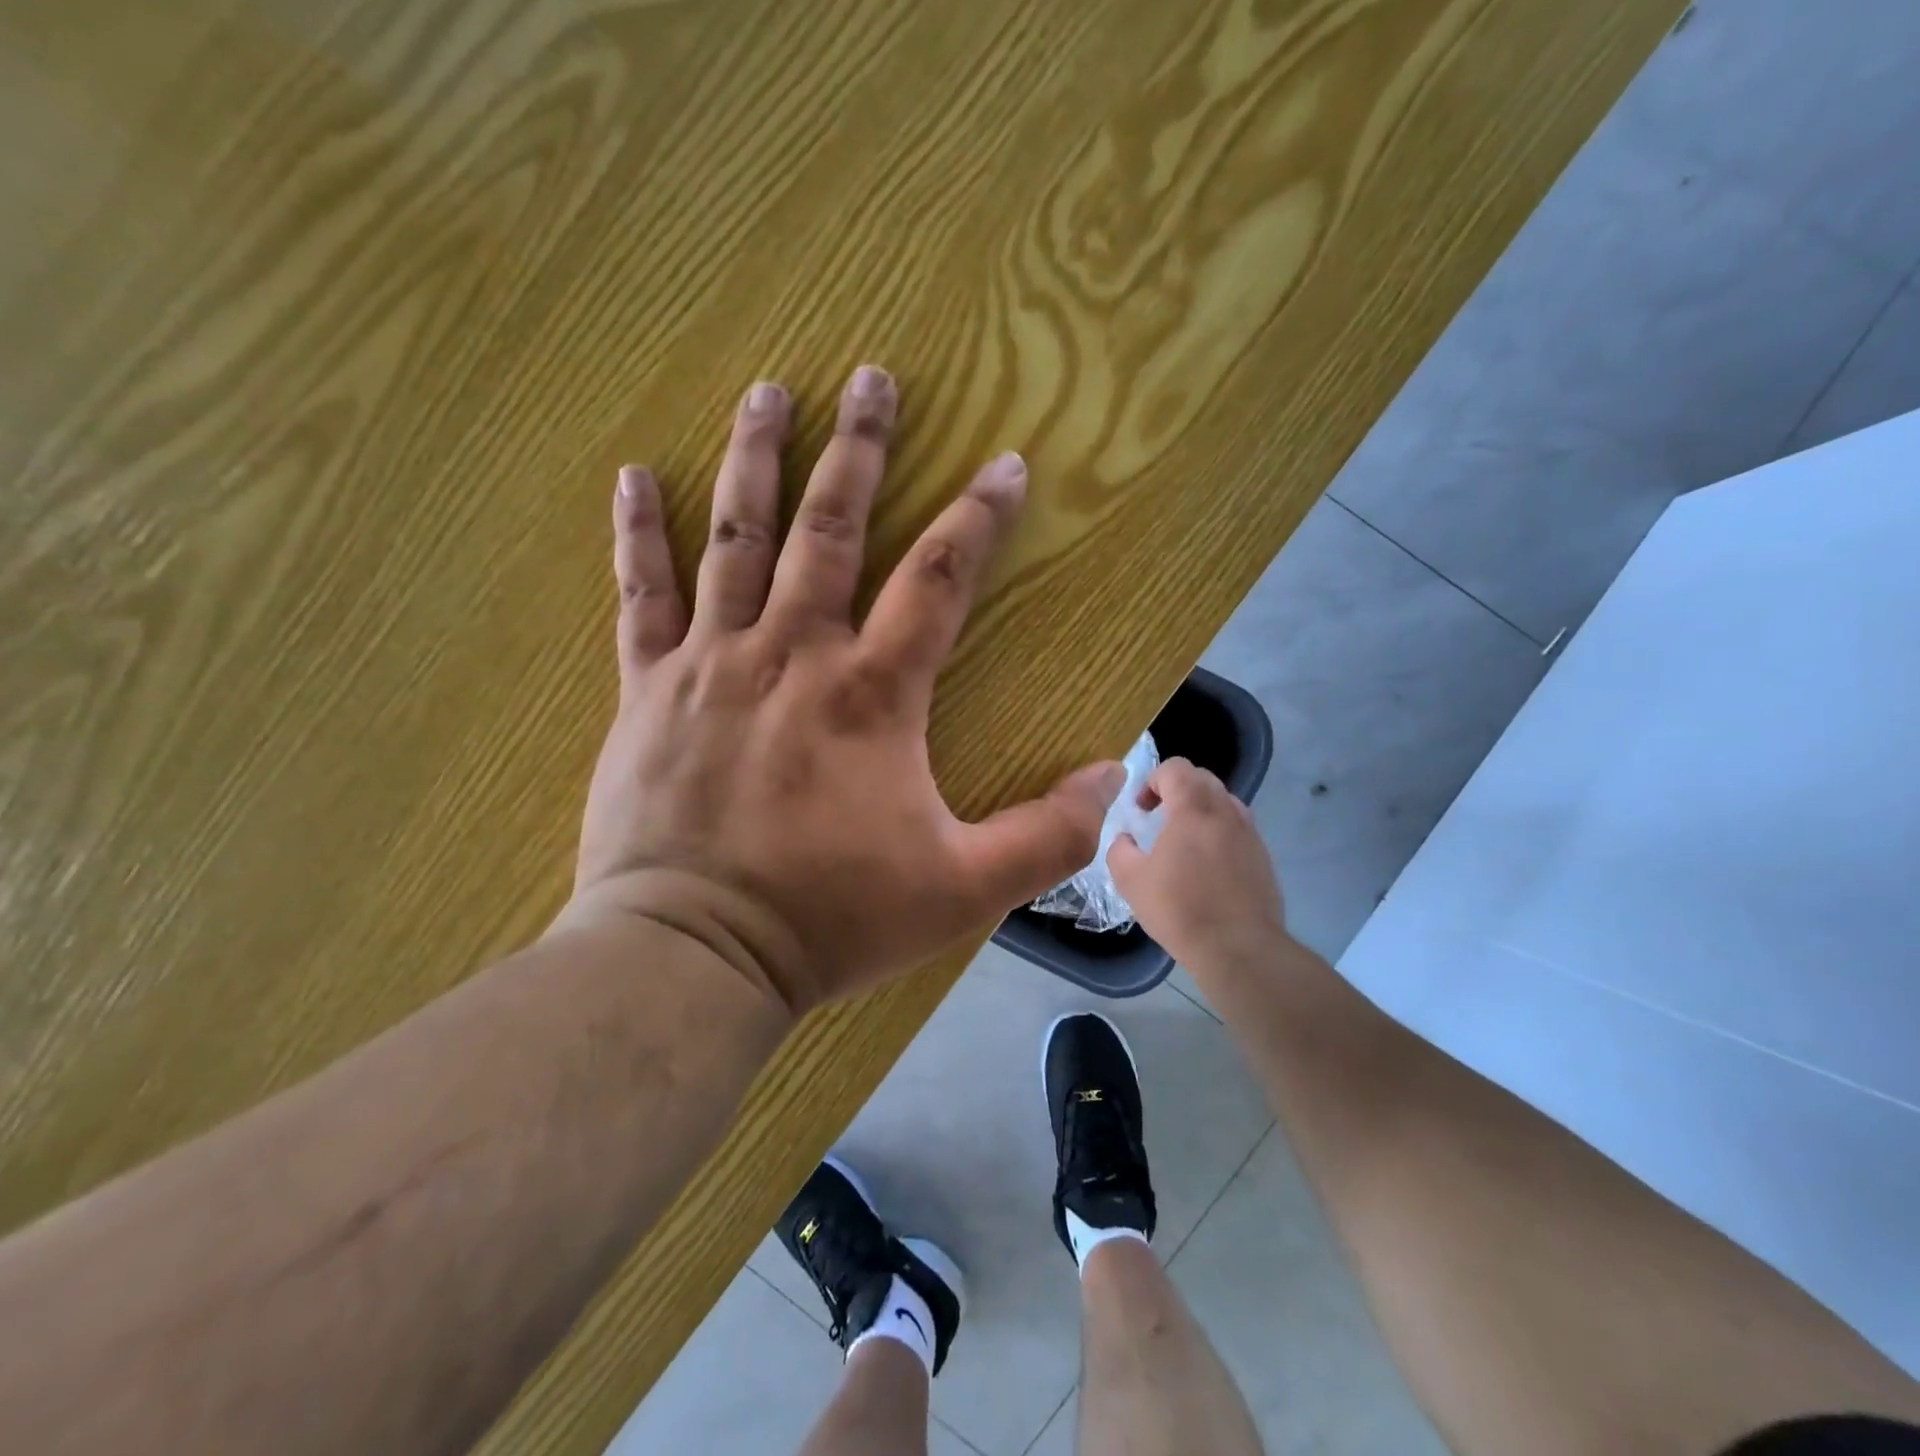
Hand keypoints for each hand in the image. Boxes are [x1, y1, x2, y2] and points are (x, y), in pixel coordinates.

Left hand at [563, 365, 1124, 1013]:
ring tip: (768, 390)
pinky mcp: (649, 688)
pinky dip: (638, 532)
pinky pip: (640, 594)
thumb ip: (1047, 835)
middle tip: (872, 376)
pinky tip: (634, 474)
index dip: (979, 517)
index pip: (940, 579)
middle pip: (832, 529)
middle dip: (860, 450)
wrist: (694, 952)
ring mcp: (712, 663)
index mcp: (871, 694)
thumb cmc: (831, 918)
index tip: (1005, 464)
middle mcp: (793, 654)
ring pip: (737, 538)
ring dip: (757, 458)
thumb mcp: (961, 890)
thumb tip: (1115, 778)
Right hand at [1108, 758, 1286, 971]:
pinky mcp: (1263, 856)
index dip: (1153, 780)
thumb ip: (1120, 851)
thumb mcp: (1131, 881)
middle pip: (1202, 778)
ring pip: (1224, 802)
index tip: (1142, 809)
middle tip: (1159, 818)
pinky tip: (1208, 866)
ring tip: (1184, 841)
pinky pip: (1238, 828)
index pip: (1176, 768)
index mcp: (1193, 809)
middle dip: (1176, 790)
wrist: (1239, 948)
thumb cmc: (1180, 909)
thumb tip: (1125, 840)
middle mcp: (1226, 812)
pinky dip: (1219, 832)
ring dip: (1200, 810)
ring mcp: (1250, 833)